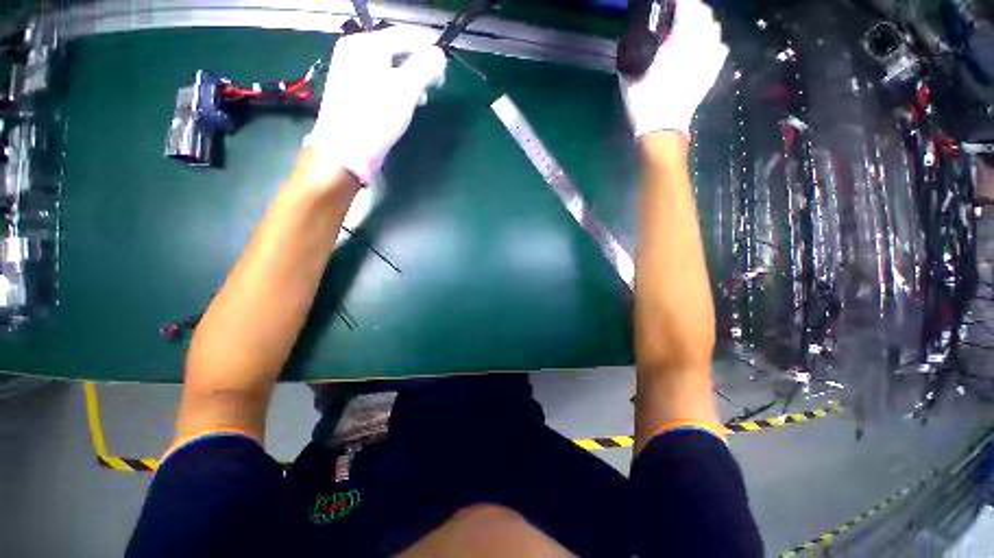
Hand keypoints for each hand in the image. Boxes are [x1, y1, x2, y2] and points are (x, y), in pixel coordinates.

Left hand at [303, 26, 447, 185]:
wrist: (346, 151)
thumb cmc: (376, 117)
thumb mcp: (405, 90)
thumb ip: (425, 67)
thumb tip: (439, 56)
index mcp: (365, 44)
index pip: (405, 36)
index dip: (428, 50)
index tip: (443, 71)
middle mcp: (355, 52)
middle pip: (396, 51)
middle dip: (418, 68)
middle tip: (432, 87)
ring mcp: (351, 72)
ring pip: (389, 69)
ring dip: (409, 81)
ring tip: (420, 100)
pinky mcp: (353, 93)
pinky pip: (381, 83)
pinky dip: (396, 90)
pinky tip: (402, 106)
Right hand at [620, 1, 728, 137]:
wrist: (662, 129)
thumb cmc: (644, 104)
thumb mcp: (629, 80)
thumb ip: (630, 59)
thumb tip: (626, 46)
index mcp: (678, 42)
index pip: (685, 7)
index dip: (679, 1)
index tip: (670, 2)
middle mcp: (698, 45)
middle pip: (703, 14)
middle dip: (693, 9)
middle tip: (680, 12)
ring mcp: (708, 59)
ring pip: (714, 29)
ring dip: (704, 23)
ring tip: (693, 27)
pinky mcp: (712, 73)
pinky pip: (720, 48)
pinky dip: (713, 42)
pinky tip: (705, 46)